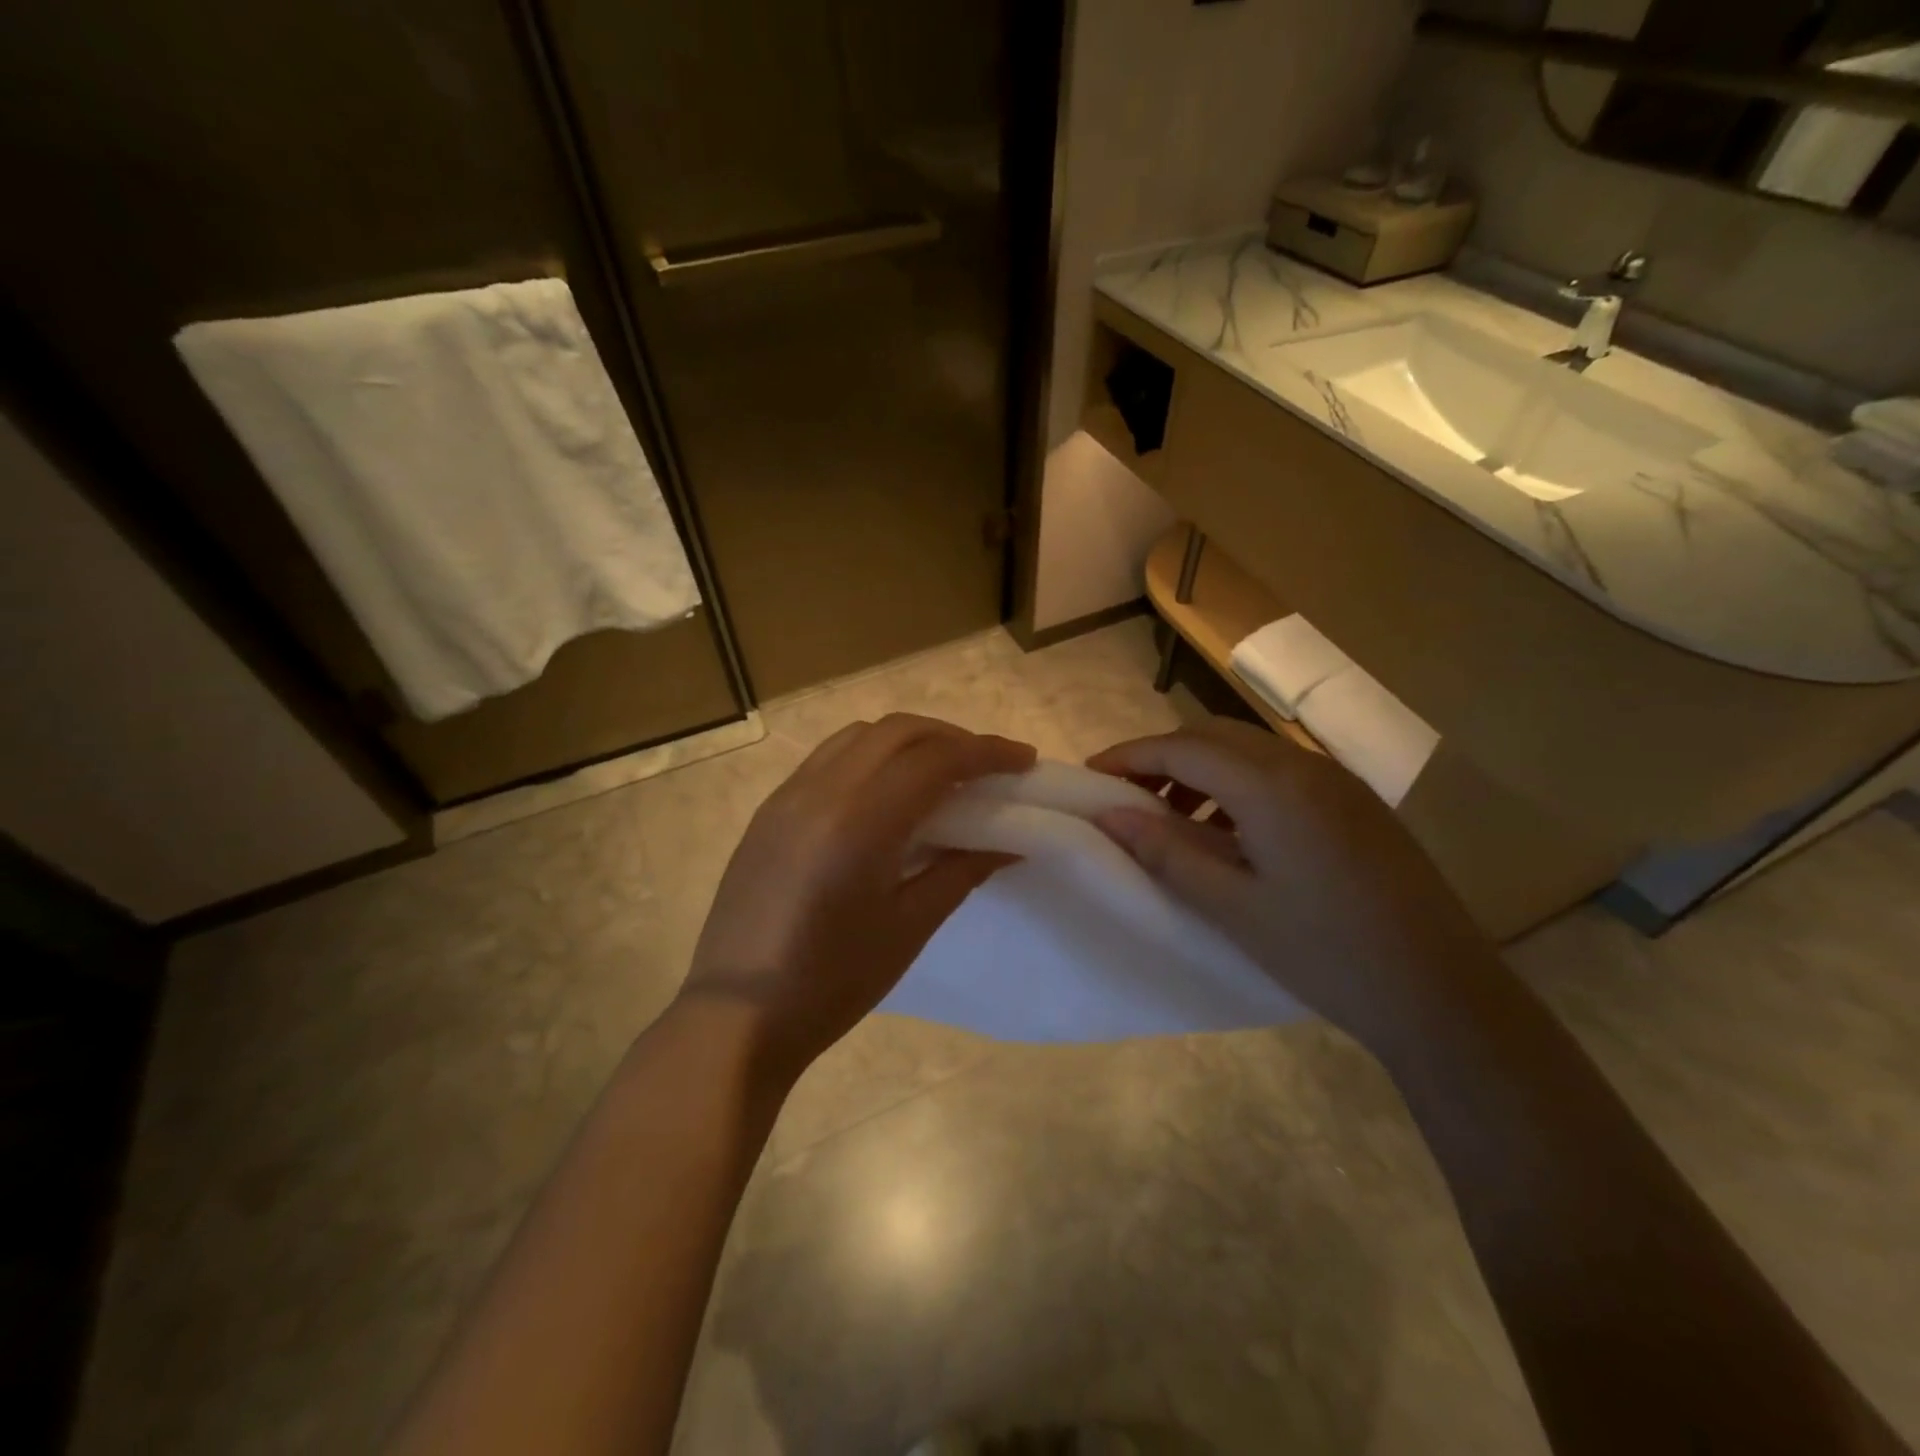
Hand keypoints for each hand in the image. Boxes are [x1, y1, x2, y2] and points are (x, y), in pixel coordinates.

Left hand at [681, 714, 1035, 1082]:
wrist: (737, 1015)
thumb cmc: (831, 982)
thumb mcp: (908, 927)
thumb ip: (961, 871)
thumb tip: (1009, 842)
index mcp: (859, 822)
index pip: (935, 759)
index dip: (987, 752)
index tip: (1024, 760)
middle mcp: (820, 791)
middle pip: (898, 731)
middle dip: (951, 737)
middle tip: (988, 766)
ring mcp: (788, 795)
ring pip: (860, 736)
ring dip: (909, 740)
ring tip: (941, 773)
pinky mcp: (770, 810)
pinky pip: (829, 757)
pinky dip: (871, 756)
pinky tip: (887, 792)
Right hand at [1088, 717, 1491, 1049]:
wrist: (1441, 993)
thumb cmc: (1324, 953)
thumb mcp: (1232, 906)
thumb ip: (1166, 851)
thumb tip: (1109, 814)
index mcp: (1271, 786)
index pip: (1182, 748)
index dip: (1130, 756)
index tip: (1091, 775)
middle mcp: (1303, 765)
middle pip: (1213, 736)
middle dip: (1162, 756)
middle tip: (1126, 794)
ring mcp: (1335, 780)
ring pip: (1247, 749)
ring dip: (1200, 768)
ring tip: (1171, 816)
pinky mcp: (1354, 801)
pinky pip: (1279, 770)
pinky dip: (1237, 783)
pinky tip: (1228, 828)